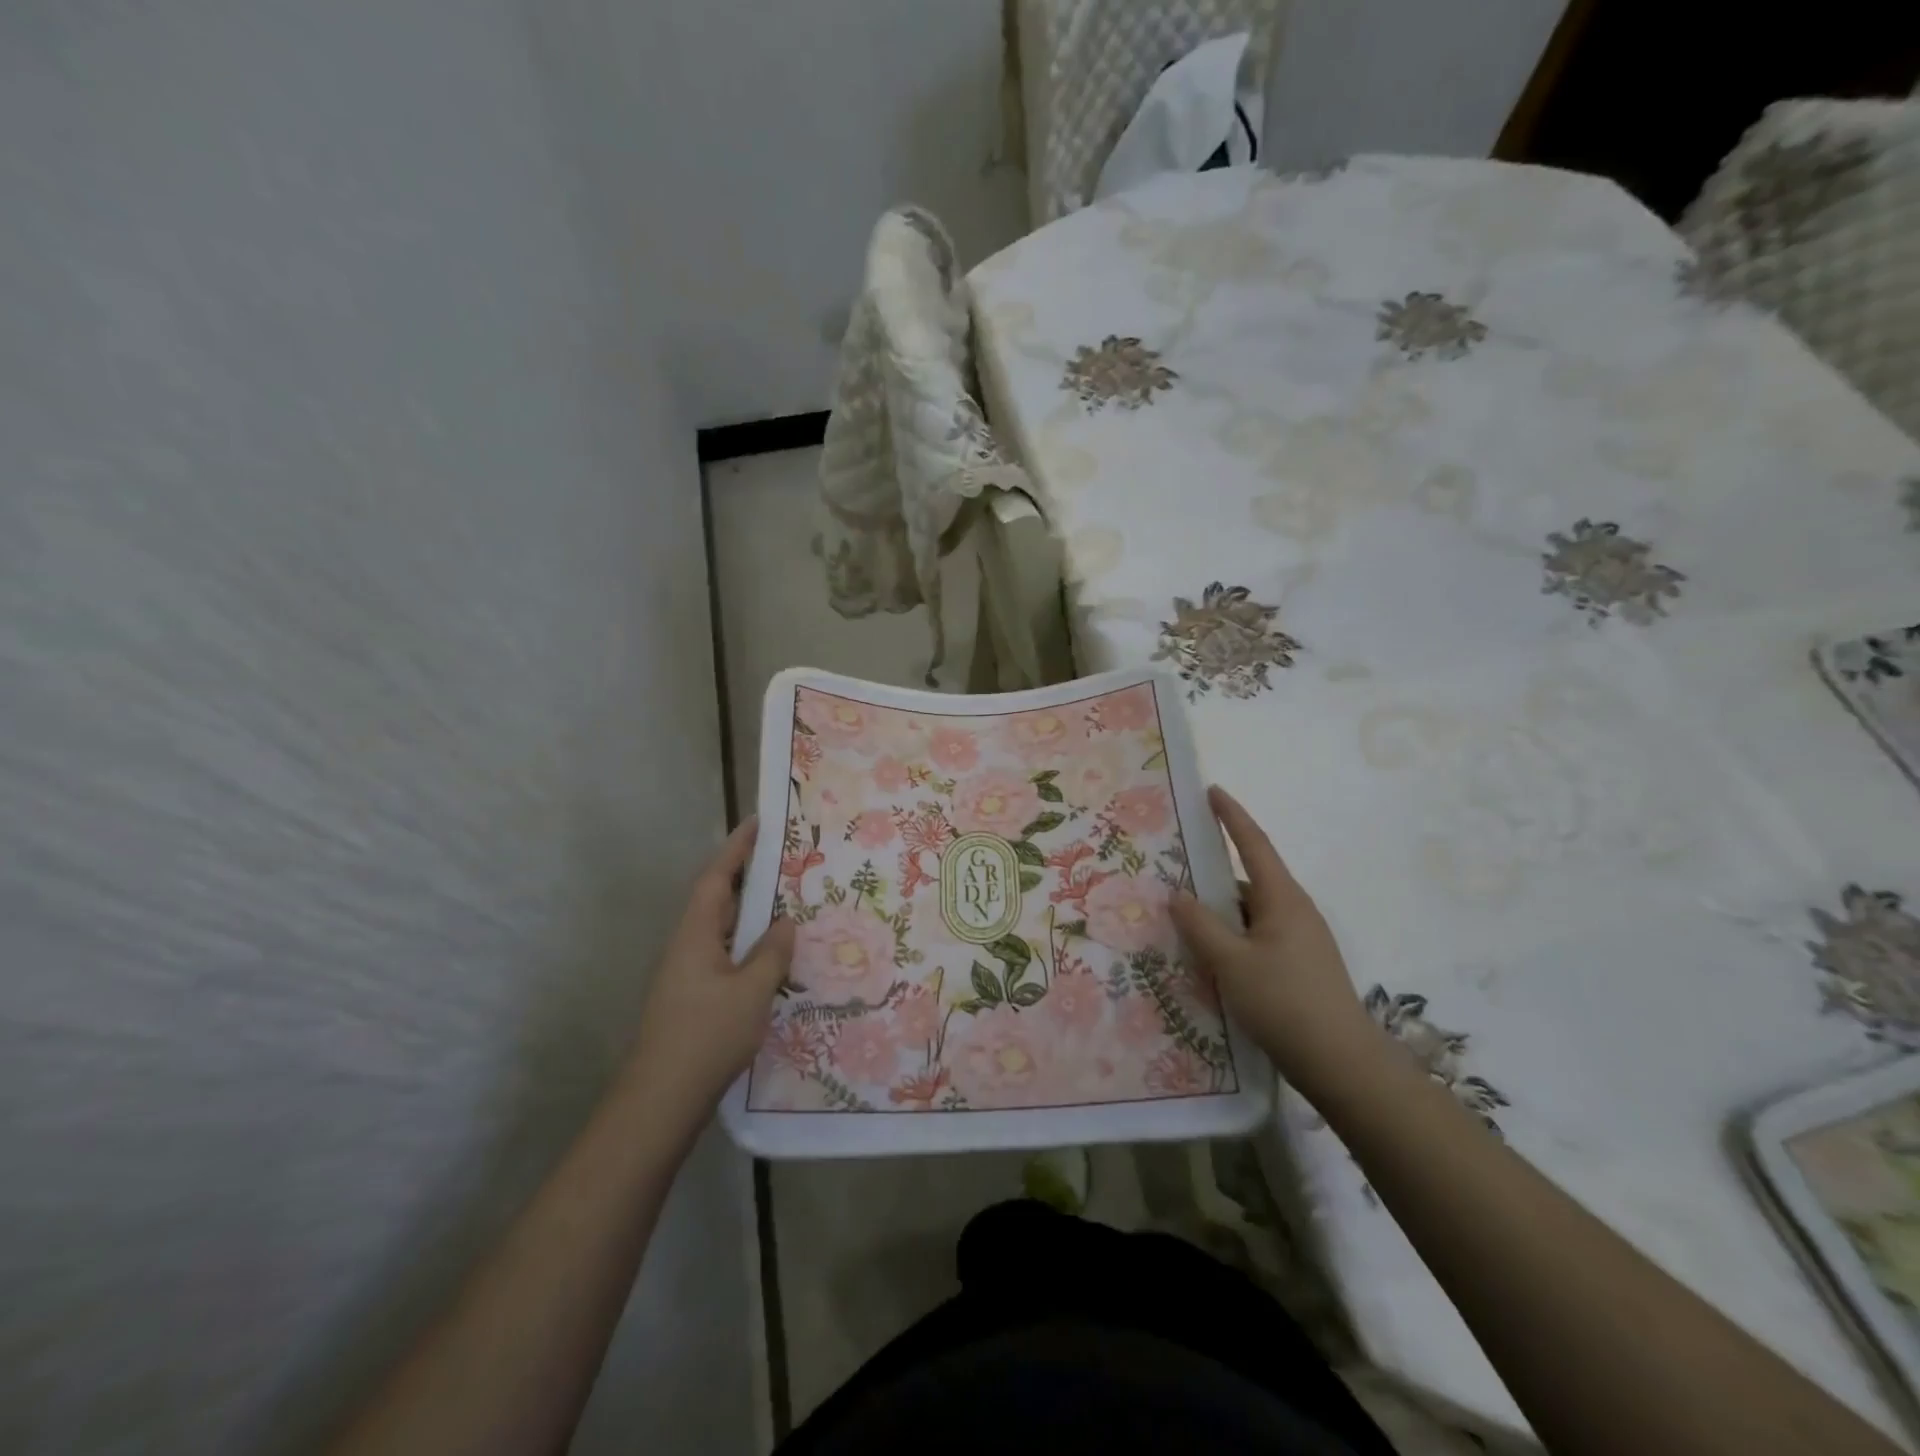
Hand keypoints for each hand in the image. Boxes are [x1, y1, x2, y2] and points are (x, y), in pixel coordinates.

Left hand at [622, 817, 794, 1133]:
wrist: (660, 1101)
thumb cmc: (706, 1036)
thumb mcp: (752, 991)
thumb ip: (772, 953)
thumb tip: (786, 922)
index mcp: (696, 934)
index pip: (717, 877)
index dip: (737, 848)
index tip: (759, 823)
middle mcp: (688, 946)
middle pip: (718, 900)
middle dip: (749, 877)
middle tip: (787, 862)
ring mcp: (687, 974)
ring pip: (723, 931)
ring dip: (752, 914)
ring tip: (789, 903)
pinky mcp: (693, 998)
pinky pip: (725, 957)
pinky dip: (749, 946)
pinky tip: (774, 959)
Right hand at [1169, 786, 1379, 1096]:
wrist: (1342, 1064)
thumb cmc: (1285, 1003)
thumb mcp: (1231, 963)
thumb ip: (1200, 926)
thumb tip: (1177, 894)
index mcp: (1283, 899)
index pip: (1253, 844)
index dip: (1232, 816)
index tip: (1212, 791)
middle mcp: (1295, 912)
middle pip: (1248, 880)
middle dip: (1213, 873)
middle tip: (1174, 870)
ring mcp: (1300, 941)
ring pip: (1250, 913)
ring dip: (1219, 912)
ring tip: (1181, 919)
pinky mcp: (1299, 967)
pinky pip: (1256, 937)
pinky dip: (1231, 937)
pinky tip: (1209, 957)